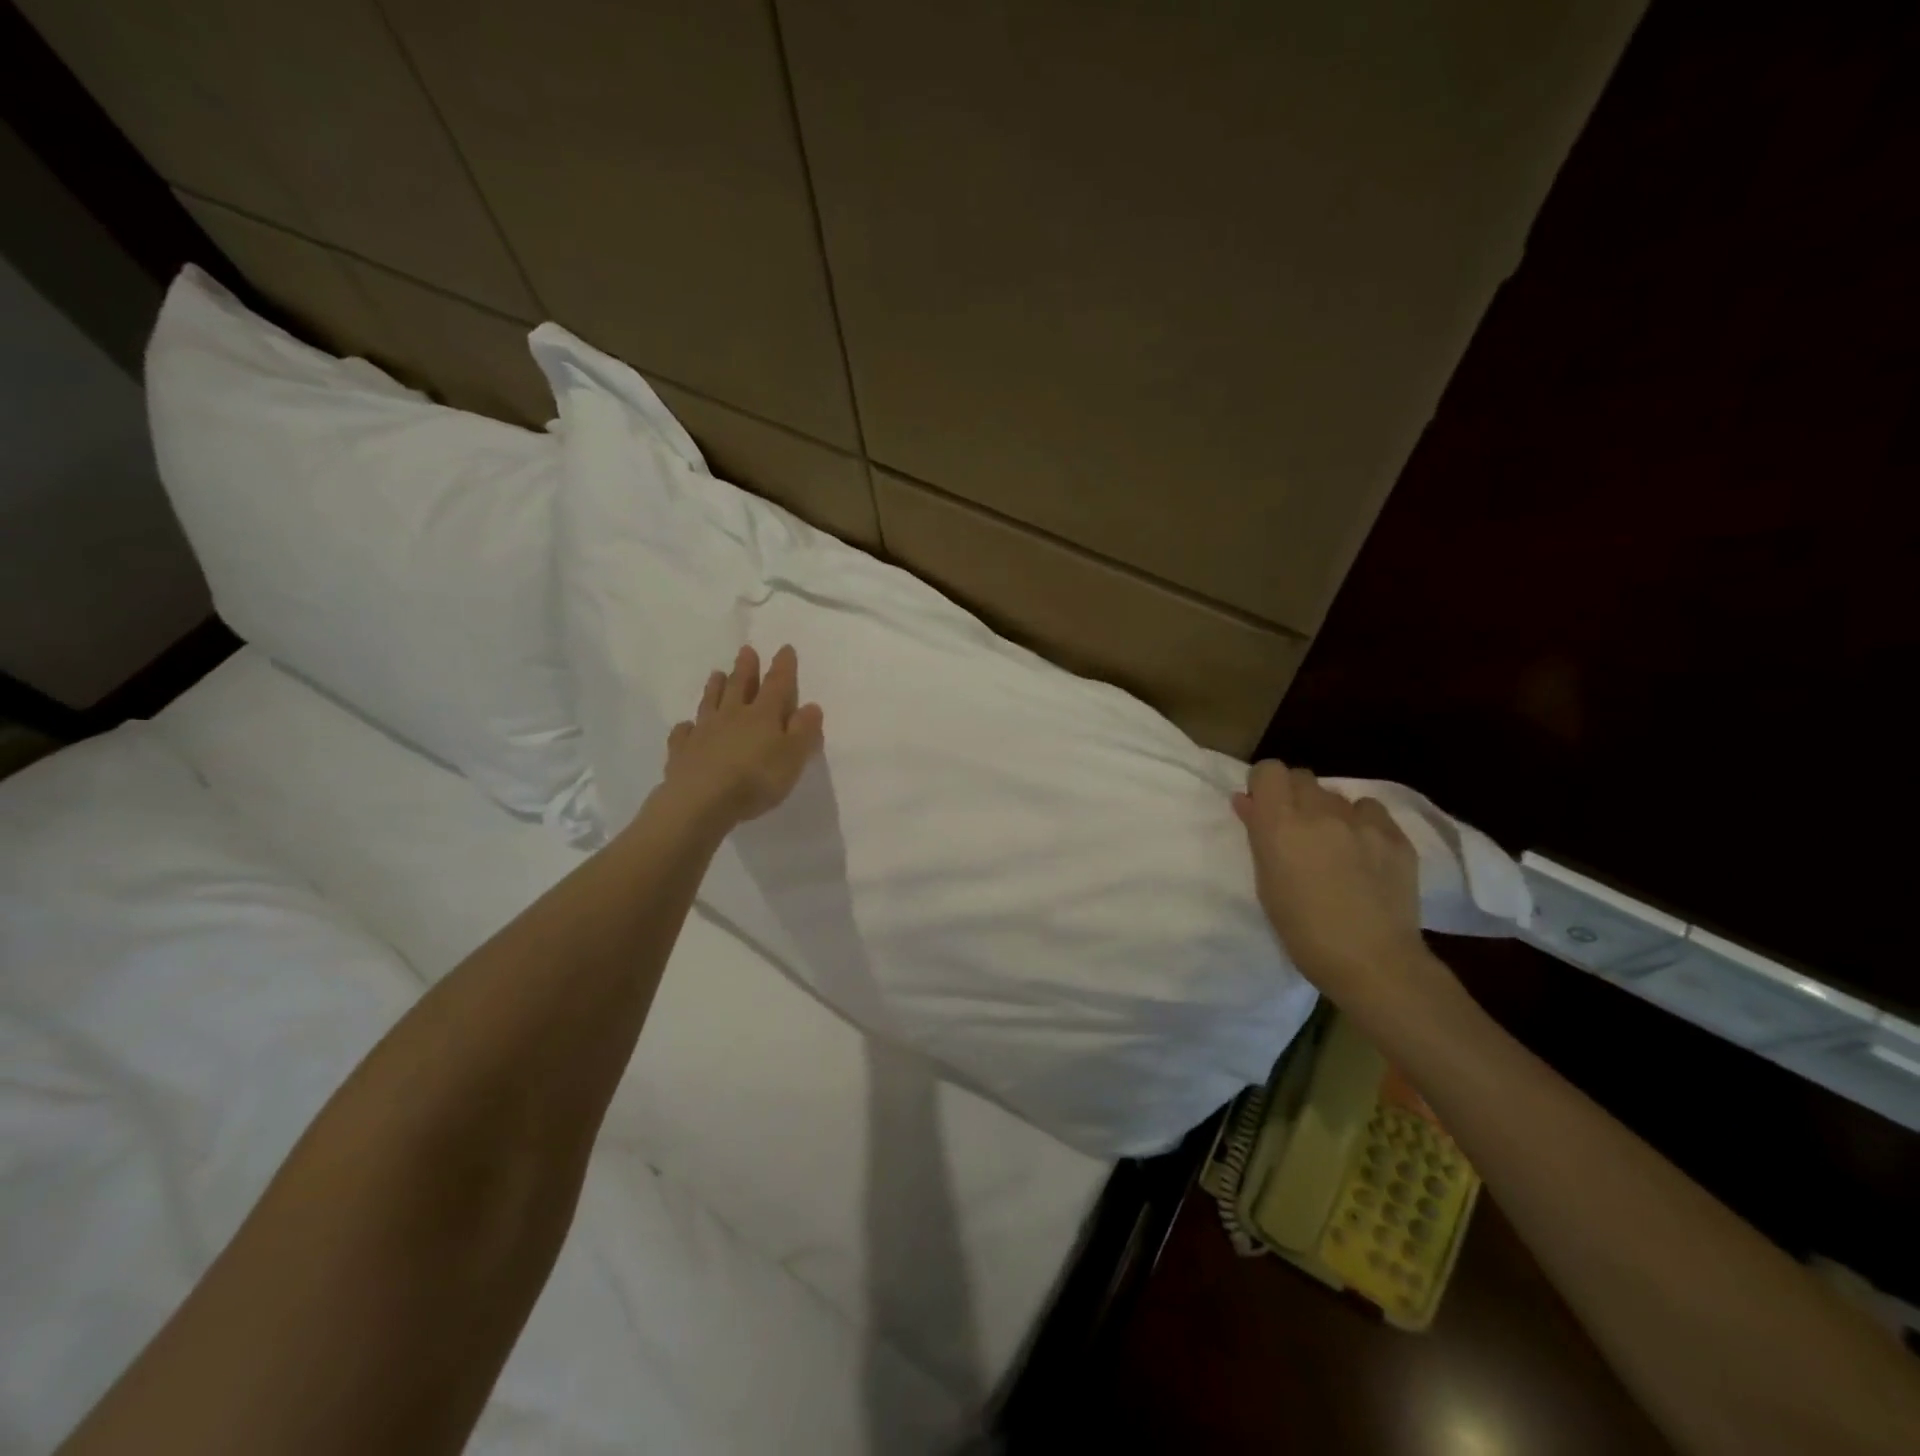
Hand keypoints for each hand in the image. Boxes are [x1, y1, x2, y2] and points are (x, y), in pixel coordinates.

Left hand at [661, 644, 823, 825]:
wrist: (700, 801)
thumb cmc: (756, 779)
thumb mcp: (793, 757)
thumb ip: (804, 730)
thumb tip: (811, 705)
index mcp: (764, 715)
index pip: (777, 684)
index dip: (783, 666)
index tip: (785, 648)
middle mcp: (733, 715)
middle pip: (740, 685)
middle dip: (746, 667)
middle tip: (746, 650)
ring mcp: (704, 731)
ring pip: (711, 702)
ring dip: (715, 687)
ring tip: (717, 674)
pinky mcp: (682, 751)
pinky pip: (684, 733)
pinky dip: (687, 726)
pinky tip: (687, 725)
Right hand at [1233, 761, 1447, 1009]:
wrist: (1372, 962)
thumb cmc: (1302, 931)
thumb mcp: (1266, 882)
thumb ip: (1258, 835)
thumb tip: (1247, 802)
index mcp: (1280, 824)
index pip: (1270, 769)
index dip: (1265, 785)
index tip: (1263, 808)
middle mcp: (1320, 812)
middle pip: (1302, 777)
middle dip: (1294, 796)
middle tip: (1296, 830)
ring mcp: (1362, 822)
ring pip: (1336, 795)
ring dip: (1328, 811)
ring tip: (1333, 844)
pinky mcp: (1396, 836)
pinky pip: (1371, 812)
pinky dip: (1362, 823)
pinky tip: (1364, 852)